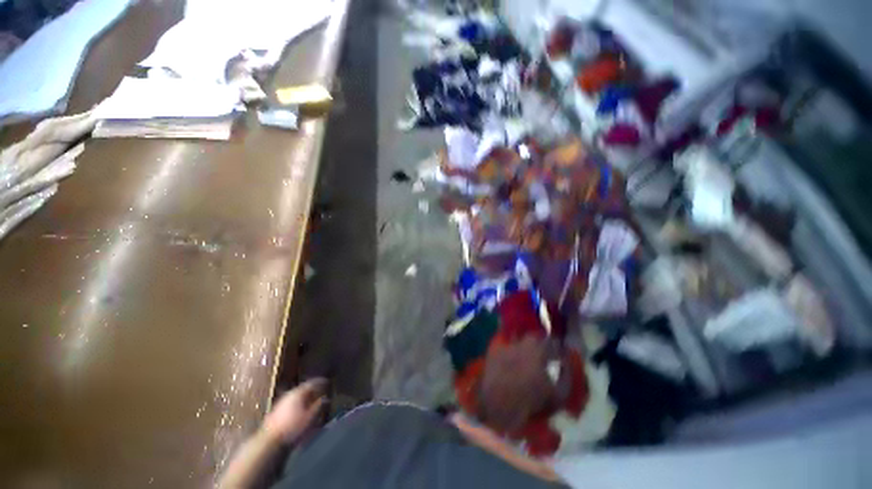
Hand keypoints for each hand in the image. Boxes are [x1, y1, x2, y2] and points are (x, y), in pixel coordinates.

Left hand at [262, 378, 327, 442]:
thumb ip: (319, 406)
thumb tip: (326, 398)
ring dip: (304, 396)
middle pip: (303, 388)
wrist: (270, 441)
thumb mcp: (310, 418)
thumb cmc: (293, 428)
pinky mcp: (276, 410)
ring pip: (296, 395)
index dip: (320, 382)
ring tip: (311, 400)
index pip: (312, 383)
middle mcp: (289, 394)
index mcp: (298, 393)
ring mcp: (281, 402)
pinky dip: (297, 402)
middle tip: (320, 391)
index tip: (327, 382)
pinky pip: (290, 402)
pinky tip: (299, 409)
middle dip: (312, 390)